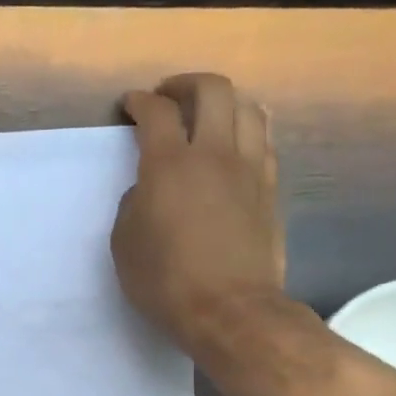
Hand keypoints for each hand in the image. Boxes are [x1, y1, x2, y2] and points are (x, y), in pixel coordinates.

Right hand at [112, 73, 286, 354]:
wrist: (230, 311)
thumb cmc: (166, 281)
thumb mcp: (125, 244)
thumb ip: (132, 204)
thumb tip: (148, 189)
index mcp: (169, 165)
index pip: (157, 112)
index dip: (140, 102)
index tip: (130, 105)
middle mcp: (214, 154)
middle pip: (213, 91)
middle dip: (185, 84)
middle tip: (168, 96)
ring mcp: (250, 169)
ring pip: (248, 108)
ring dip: (224, 102)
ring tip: (207, 114)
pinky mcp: (270, 189)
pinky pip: (263, 140)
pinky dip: (246, 130)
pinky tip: (234, 145)